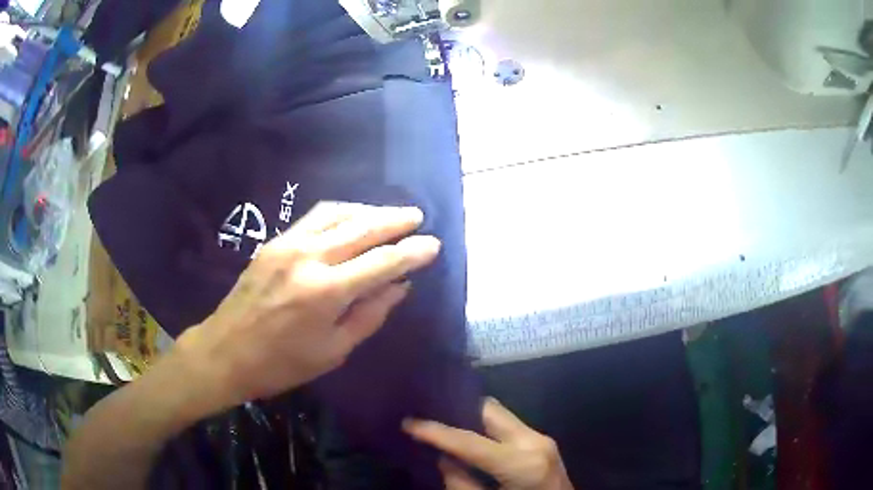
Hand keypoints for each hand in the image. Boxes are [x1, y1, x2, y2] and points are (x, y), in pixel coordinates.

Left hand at [173, 202, 440, 414]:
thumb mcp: (333, 351)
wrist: (225, 352)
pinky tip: (352, 218)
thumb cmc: (281, 364)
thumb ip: (369, 314)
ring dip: (368, 210)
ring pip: (337, 214)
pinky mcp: (273, 242)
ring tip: (389, 215)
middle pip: (362, 227)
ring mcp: (287, 244)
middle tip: (417, 217)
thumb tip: (399, 286)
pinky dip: (340, 213)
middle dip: (395, 220)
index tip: (433, 245)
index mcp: (326, 292)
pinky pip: (314, 218)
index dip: (412, 252)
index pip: (382, 262)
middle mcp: (309, 258)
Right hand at [404, 398, 572, 489]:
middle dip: (457, 409)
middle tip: (427, 413)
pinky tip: (468, 434)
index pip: (470, 441)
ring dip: (470, 416)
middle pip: (489, 411)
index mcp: (522, 465)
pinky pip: (508, 426)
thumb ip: (461, 484)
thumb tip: (444, 457)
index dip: (436, 431)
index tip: (408, 422)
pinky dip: (485, 427)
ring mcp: (542, 439)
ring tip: (442, 420)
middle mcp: (535, 442)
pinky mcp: (543, 442)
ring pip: (499, 414)